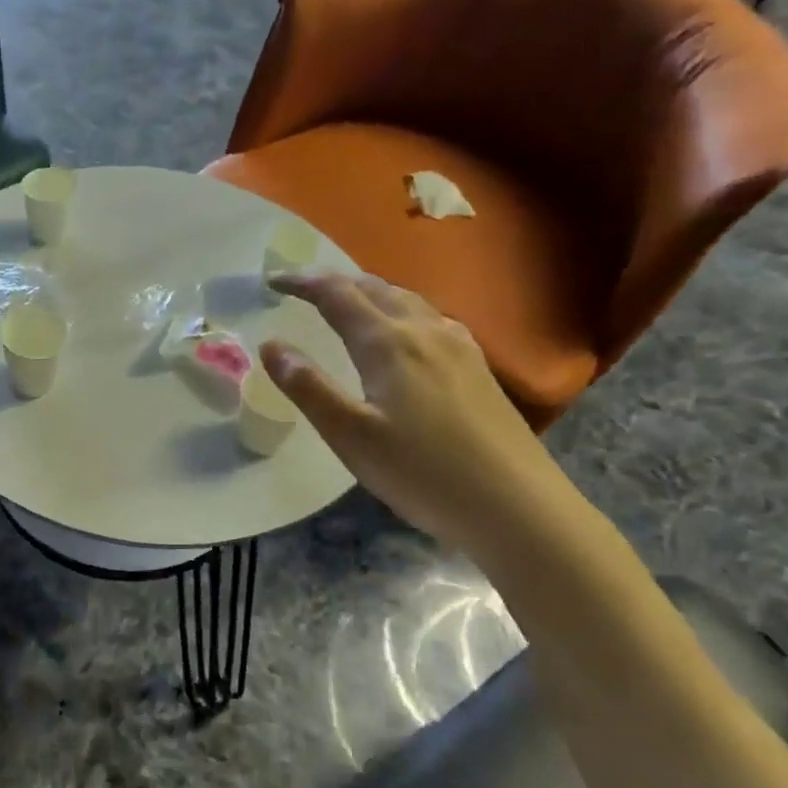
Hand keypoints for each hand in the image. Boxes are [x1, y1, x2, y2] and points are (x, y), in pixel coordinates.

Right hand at [259, 274, 563, 556]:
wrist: (516, 506)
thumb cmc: (422, 472)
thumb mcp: (349, 435)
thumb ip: (307, 387)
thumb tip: (271, 345)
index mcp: (388, 343)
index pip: (337, 294)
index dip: (302, 282)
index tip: (273, 281)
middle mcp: (425, 331)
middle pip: (375, 288)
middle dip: (334, 282)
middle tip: (303, 288)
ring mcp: (459, 347)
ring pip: (407, 300)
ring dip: (369, 292)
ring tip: (347, 302)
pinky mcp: (478, 368)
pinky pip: (430, 318)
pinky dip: (401, 310)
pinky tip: (404, 332)